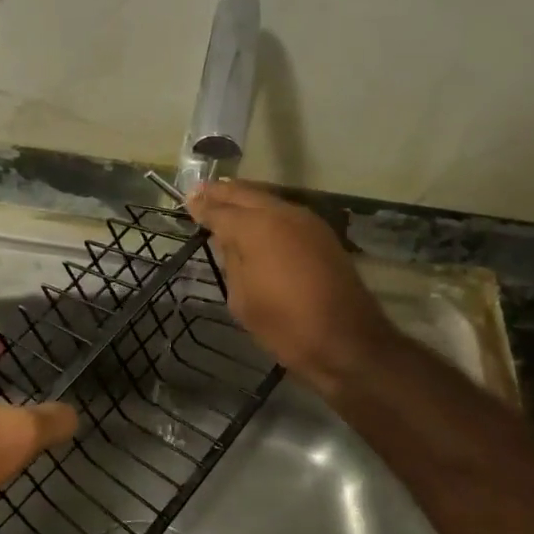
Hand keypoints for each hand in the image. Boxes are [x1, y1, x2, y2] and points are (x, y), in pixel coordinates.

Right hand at [187, 180, 398, 389]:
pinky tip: (256, 221)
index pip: (220, 210)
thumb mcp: (242, 298)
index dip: (201, 206)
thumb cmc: (285, 325)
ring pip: (268, 199)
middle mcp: (281, 213)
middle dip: (221, 193)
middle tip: (200, 192)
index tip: (187, 201)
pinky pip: (285, 213)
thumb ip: (232, 261)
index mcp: (256, 228)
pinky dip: (266, 211)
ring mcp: (306, 221)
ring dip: (245, 199)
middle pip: (245, 194)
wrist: (345, 340)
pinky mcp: (322, 234)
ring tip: (225, 202)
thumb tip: (230, 241)